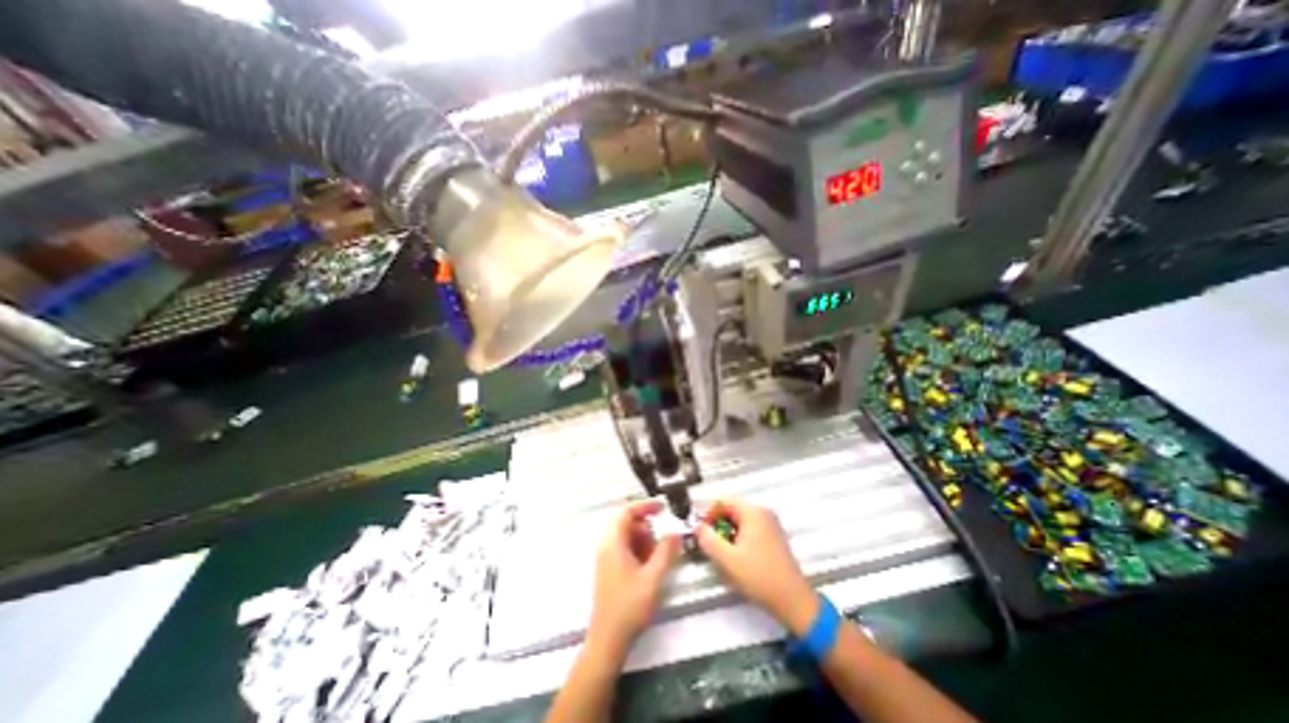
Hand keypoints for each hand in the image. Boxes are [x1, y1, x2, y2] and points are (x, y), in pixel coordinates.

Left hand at [587, 503, 678, 648]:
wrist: (608, 640)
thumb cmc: (629, 606)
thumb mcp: (653, 577)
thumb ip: (666, 551)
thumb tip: (675, 532)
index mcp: (613, 542)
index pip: (627, 511)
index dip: (645, 506)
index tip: (663, 508)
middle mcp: (607, 545)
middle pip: (627, 524)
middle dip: (647, 529)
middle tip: (663, 542)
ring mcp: (606, 558)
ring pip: (627, 537)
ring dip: (644, 541)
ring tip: (657, 558)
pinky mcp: (609, 569)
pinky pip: (625, 549)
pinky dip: (639, 552)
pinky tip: (649, 568)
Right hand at [695, 501, 814, 634]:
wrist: (793, 601)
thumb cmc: (759, 576)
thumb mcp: (727, 559)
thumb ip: (708, 539)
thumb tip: (698, 527)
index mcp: (753, 512)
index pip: (723, 501)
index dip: (708, 514)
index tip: (701, 533)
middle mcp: (763, 512)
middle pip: (732, 510)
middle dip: (718, 525)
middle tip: (709, 545)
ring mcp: (770, 525)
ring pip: (740, 521)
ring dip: (727, 533)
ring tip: (722, 554)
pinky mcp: (774, 538)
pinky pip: (750, 529)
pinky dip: (739, 539)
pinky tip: (737, 558)